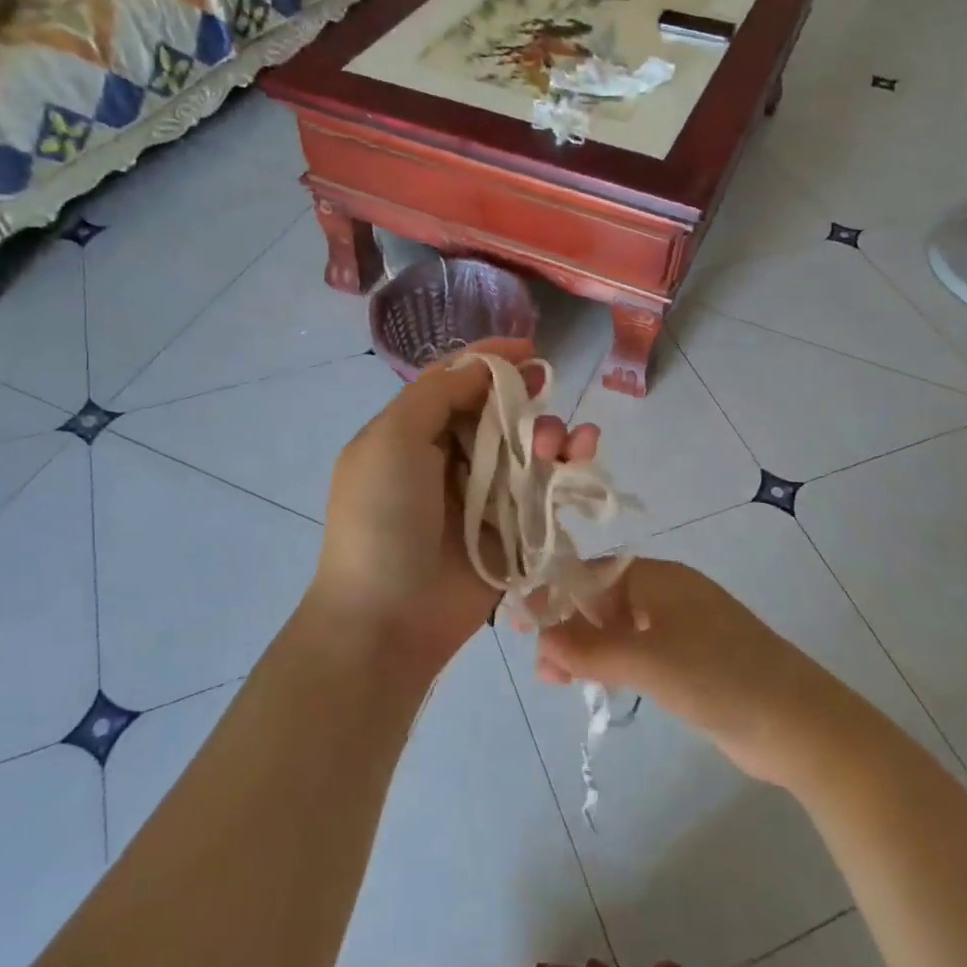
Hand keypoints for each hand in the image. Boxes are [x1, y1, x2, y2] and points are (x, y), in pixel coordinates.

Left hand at [311, 337, 600, 677]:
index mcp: (413, 433)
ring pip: (528, 447)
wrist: (388, 619)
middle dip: (526, 398)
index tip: (528, 347)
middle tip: (545, 392)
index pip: (456, 381)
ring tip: (560, 444)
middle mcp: (449, 458)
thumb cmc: (383, 520)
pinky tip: (583, 455)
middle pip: (499, 411)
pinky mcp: (514, 529)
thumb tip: (484, 367)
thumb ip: (439, 393)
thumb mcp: (393, 439)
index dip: (490, 361)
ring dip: (550, 432)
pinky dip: (568, 467)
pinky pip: (547, 488)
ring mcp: (483, 495)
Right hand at [534, 558, 833, 784]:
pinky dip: (612, 665)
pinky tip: (594, 685)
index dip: (554, 592)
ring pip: (619, 629)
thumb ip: (590, 650)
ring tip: (554, 680)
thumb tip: (538, 637)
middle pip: (603, 600)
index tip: (519, 619)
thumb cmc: (720, 676)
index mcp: (660, 578)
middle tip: (537, 661)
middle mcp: (668, 595)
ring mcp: (682, 629)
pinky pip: (638, 653)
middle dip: (567, 626)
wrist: (799, 724)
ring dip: (586, 649)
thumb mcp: (649, 661)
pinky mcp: (692, 662)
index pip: (593, 573)